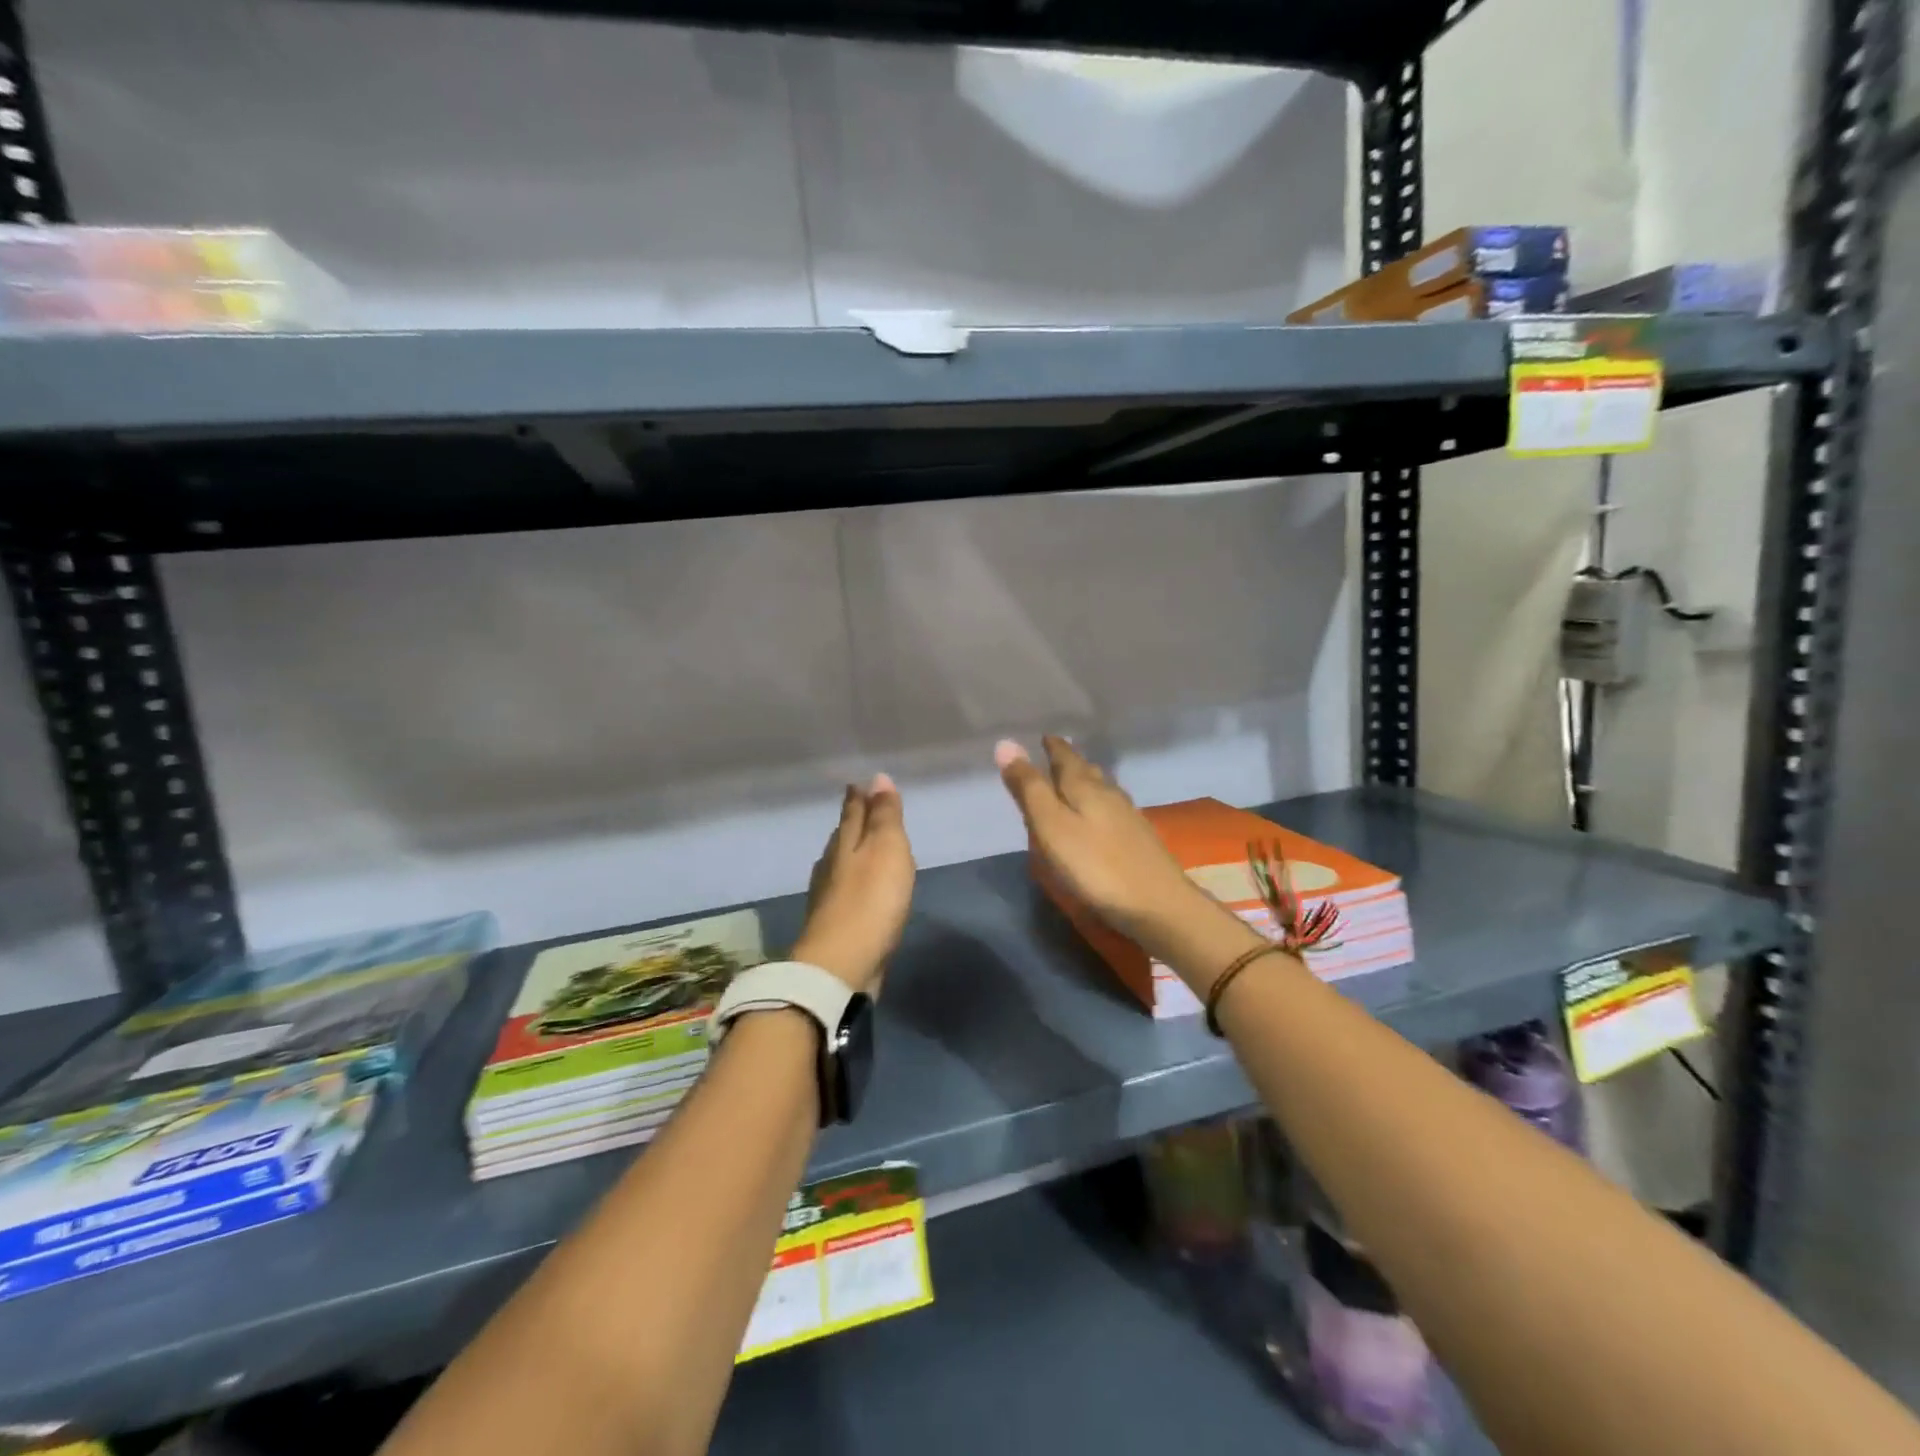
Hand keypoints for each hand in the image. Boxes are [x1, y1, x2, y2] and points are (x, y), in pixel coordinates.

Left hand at [792, 774, 915, 994]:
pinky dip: (852, 881)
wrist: (842, 964)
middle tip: (859, 806)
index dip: (859, 798)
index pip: (852, 813)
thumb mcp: (887, 849)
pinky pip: (844, 891)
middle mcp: (832, 865)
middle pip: (843, 836)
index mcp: (845, 843)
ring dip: (850, 851)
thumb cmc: (871, 900)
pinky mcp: (834, 924)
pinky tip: (856, 888)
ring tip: (859, 844)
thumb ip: (884, 816)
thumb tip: (877, 778)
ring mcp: (829, 896)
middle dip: (852, 821)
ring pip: (840, 863)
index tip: (858, 783)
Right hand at [994, 736, 1210, 948]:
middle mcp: (1109, 795)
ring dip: (1087, 780)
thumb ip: (1029, 788)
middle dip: (1070, 761)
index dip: (1054, 747)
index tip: (1045, 736)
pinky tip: (1101, 816)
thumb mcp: (1051, 827)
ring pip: (1103, 789)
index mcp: (1085, 788)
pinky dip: (1099, 803)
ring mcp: (1128, 817)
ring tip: (1076, 779)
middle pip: (1087, 771)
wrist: (1158, 904)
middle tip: (1057, 753)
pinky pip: (1113, 809)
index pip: (1066, 758)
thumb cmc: (1095, 866)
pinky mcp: (1139, 840)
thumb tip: (1005, 743)